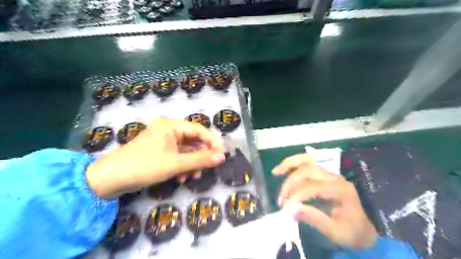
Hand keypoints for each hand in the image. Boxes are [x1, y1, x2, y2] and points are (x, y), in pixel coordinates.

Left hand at [86, 118, 224, 199]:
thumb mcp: (176, 164)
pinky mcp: (159, 152)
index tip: (222, 155)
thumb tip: (222, 157)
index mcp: (171, 126)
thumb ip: (200, 159)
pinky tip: (182, 177)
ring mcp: (163, 141)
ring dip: (191, 163)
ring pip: (185, 150)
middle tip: (208, 168)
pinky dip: (182, 166)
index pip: (199, 130)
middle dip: (200, 156)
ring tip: (193, 177)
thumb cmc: (145, 166)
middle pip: (193, 140)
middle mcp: (168, 130)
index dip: (212, 142)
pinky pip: (177, 156)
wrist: (110, 179)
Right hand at [270, 154, 375, 248]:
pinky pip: (307, 164)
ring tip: (275, 171)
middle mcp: (335, 178)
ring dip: (289, 165)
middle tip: (281, 199)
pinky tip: (282, 170)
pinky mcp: (323, 175)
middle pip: (307, 171)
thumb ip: (314, 219)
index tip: (285, 208)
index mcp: (341, 190)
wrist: (363, 230)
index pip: (313, 187)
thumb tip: (291, 210)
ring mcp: (329, 174)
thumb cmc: (351, 232)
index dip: (297, 195)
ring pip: (307, 161)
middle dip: (290, 183)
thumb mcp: (335, 232)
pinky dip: (293, 165)